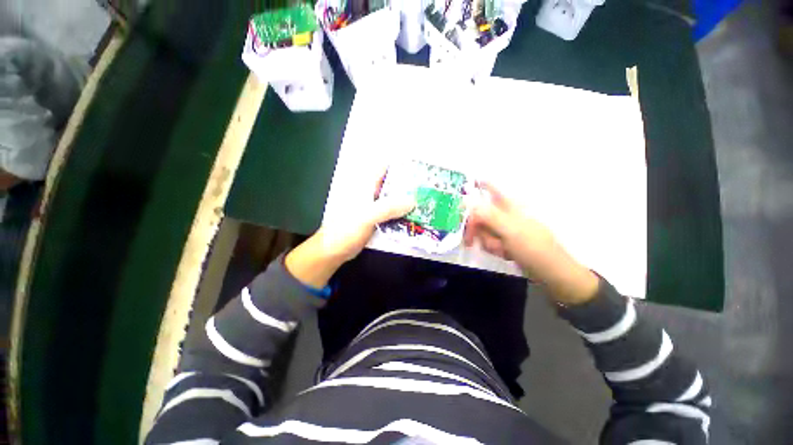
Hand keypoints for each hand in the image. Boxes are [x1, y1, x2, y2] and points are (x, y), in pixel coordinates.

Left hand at [285, 174, 414, 288]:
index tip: (419, 165)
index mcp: (366, 187)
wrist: (334, 251)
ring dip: (408, 201)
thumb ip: (388, 208)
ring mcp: (374, 208)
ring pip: (394, 201)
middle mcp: (371, 194)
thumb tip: (412, 201)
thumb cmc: (345, 230)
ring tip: (427, 201)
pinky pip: (393, 214)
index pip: (384, 168)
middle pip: (393, 185)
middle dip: (409, 185)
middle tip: (429, 186)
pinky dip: (403, 215)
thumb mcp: (366, 216)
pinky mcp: (377, 221)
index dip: (400, 164)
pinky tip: (415, 218)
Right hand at [464, 181, 598, 304]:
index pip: (490, 189)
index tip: (460, 198)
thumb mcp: (510, 230)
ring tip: (502, 249)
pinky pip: (489, 240)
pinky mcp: (505, 240)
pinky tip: (504, 254)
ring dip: (487, 241)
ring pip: (483, 229)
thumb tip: (467, 202)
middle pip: (480, 214)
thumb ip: (488, 215)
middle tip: (472, 240)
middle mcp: (505, 214)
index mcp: (509, 205)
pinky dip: (493, 248)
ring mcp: (505, 228)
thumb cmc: (533, 248)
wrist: (551, 272)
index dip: (475, 188)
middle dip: (477, 229)